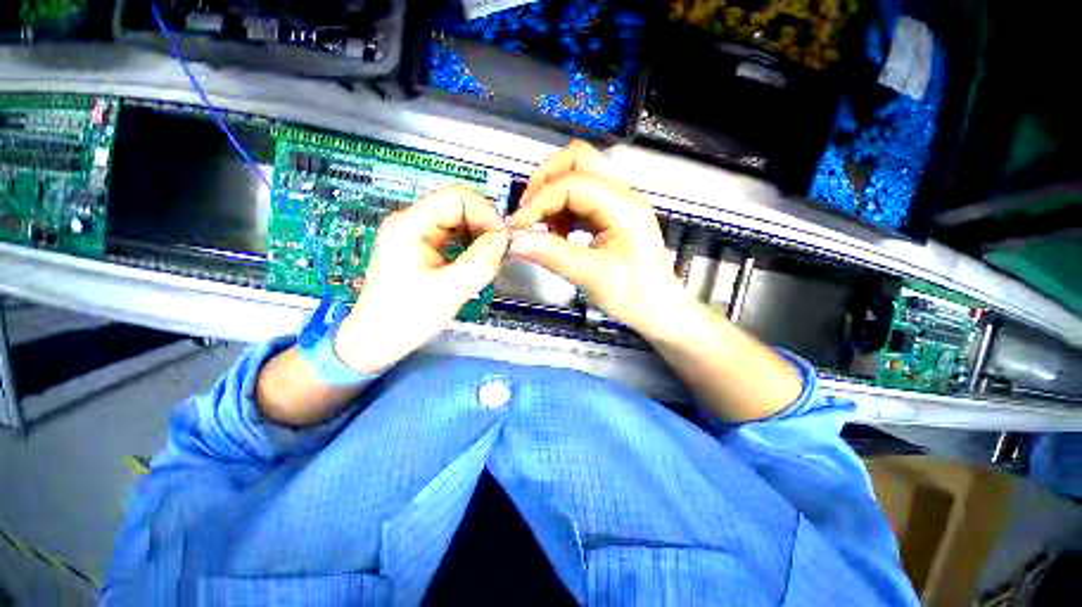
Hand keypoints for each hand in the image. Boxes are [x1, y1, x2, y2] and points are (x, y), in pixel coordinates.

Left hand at [334, 186, 508, 373]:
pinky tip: (480, 261)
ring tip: (492, 258)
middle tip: (500, 251)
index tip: (501, 239)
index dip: (485, 213)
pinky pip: (456, 237)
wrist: (378, 340)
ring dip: (481, 236)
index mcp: (411, 225)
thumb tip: (504, 239)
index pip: (457, 197)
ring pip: (461, 222)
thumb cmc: (406, 317)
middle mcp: (413, 223)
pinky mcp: (424, 249)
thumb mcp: (450, 290)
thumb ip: (481, 261)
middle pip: (460, 206)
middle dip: (485, 226)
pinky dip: (473, 246)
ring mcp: (418, 235)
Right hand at [507, 141, 685, 335]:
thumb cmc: (636, 296)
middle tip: (528, 211)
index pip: (572, 184)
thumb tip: (515, 240)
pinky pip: (580, 198)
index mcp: (624, 207)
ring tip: (542, 225)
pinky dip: (562, 209)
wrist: (659, 311)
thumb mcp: (591, 276)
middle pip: (578, 160)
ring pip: (578, 176)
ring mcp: (618, 204)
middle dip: (545, 180)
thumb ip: (552, 255)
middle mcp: (623, 196)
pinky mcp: (611, 216)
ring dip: (553, 195)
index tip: (519, 225)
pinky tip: (557, 232)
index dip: (540, 200)